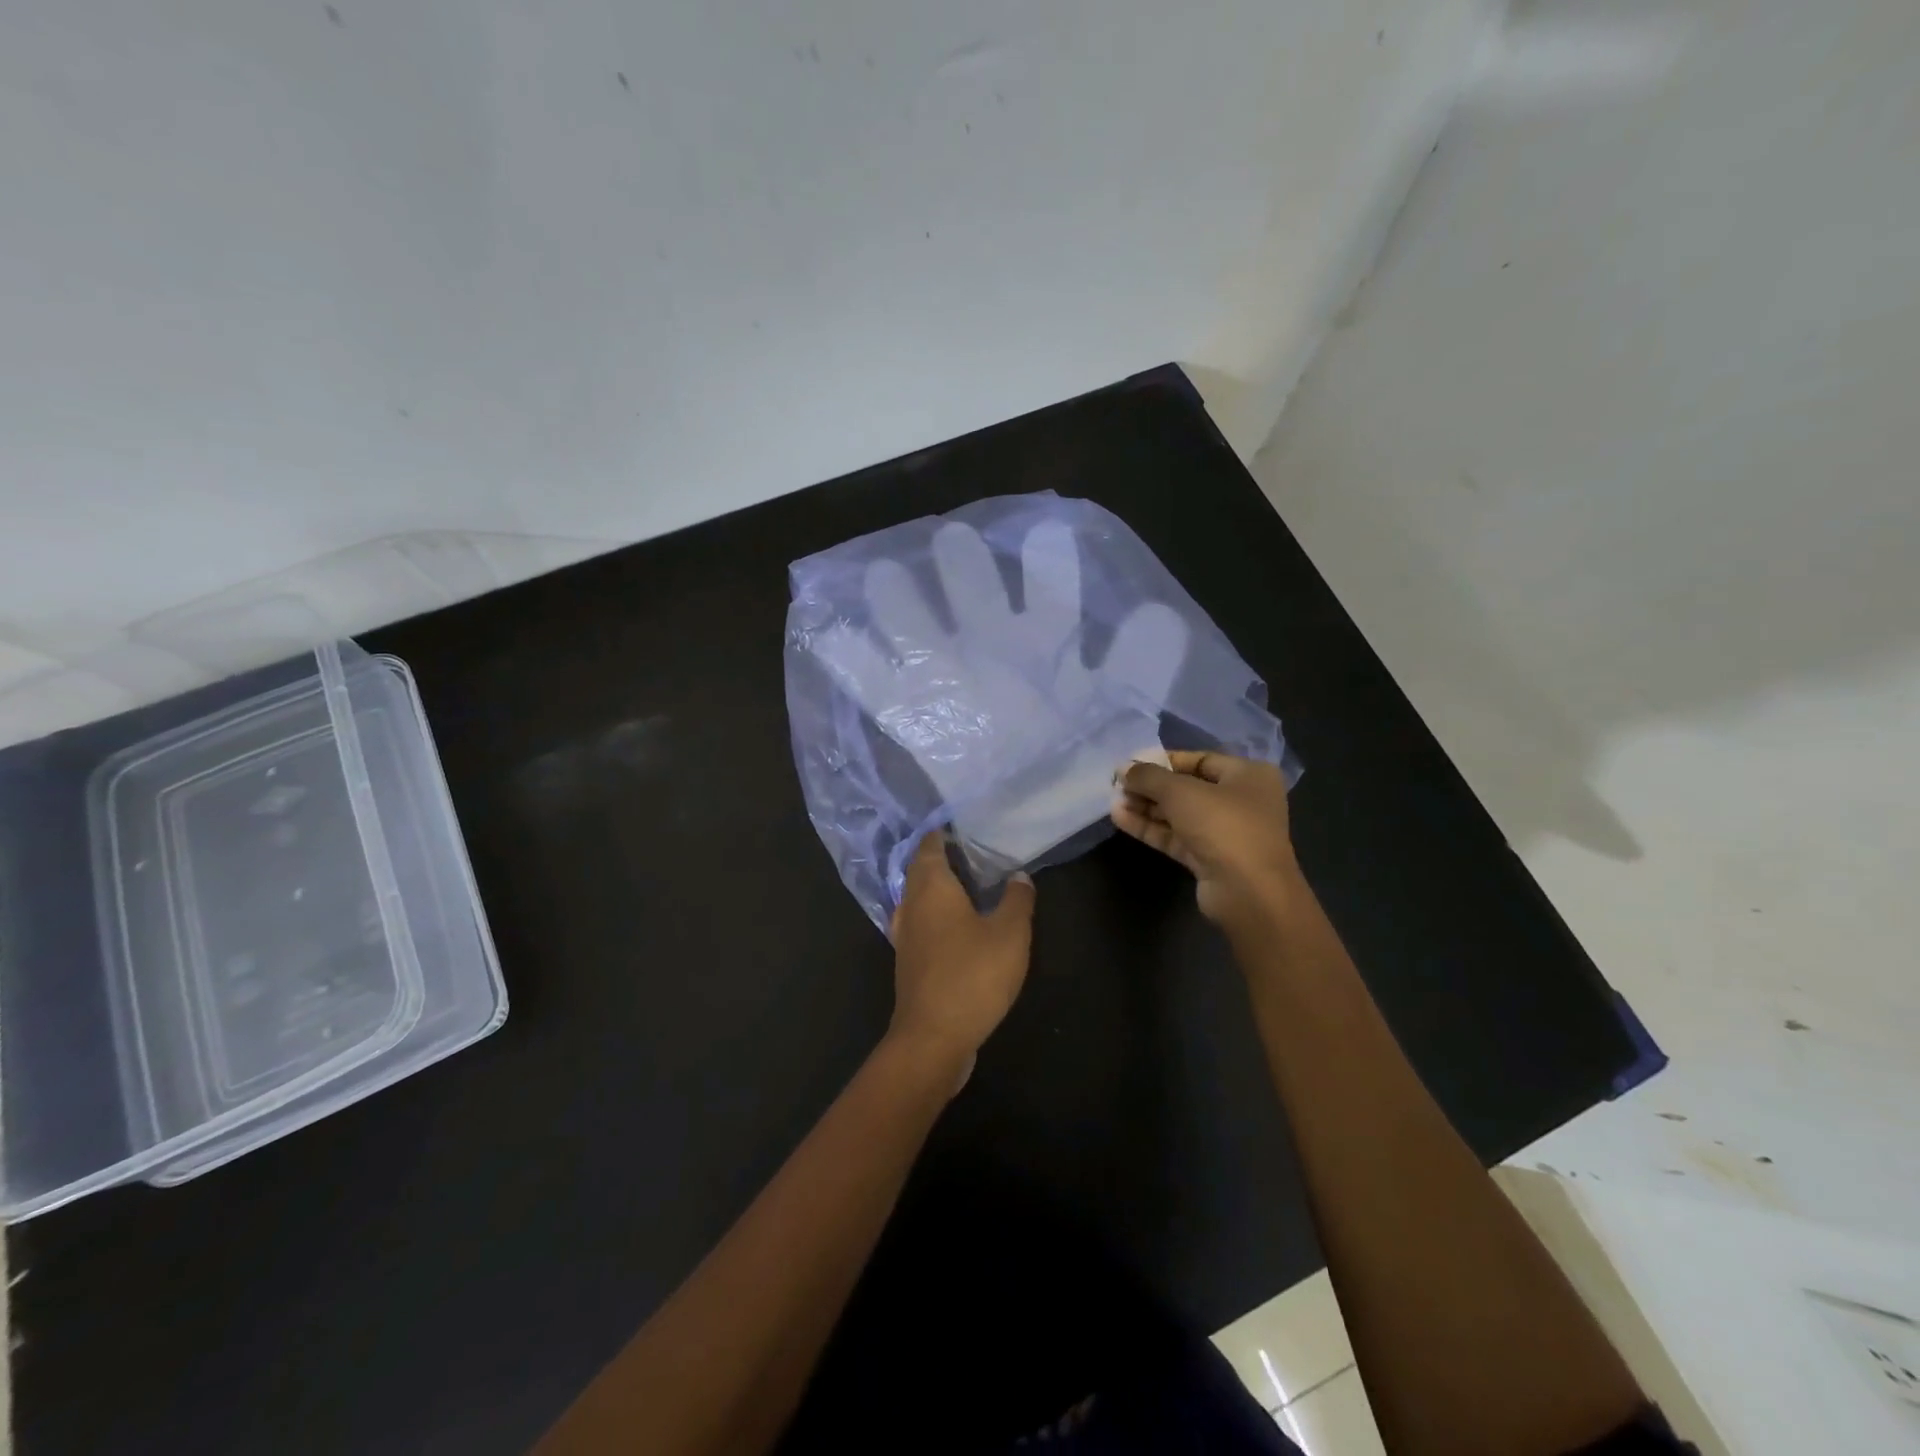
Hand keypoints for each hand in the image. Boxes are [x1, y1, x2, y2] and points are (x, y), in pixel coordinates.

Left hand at [886, 833, 1035, 1076]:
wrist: (933, 1037)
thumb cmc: (972, 976)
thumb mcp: (1010, 934)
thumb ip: (1017, 900)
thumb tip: (1019, 876)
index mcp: (931, 887)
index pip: (930, 845)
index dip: (944, 832)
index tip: (965, 824)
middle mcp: (911, 903)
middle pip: (921, 869)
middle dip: (943, 856)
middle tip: (975, 851)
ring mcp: (905, 934)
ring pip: (918, 896)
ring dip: (939, 886)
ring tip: (970, 883)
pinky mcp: (908, 960)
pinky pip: (921, 921)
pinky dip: (936, 913)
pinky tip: (958, 924)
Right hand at [1111, 751, 1302, 934]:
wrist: (1248, 892)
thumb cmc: (1223, 826)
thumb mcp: (1180, 792)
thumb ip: (1148, 776)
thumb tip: (1122, 767)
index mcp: (1248, 775)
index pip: (1199, 760)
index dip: (1163, 760)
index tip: (1131, 764)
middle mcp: (1241, 801)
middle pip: (1187, 787)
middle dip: (1151, 786)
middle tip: (1117, 784)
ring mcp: (1225, 832)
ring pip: (1179, 814)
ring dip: (1146, 807)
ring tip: (1113, 800)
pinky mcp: (1209, 858)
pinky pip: (1176, 836)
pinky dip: (1150, 827)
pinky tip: (1120, 818)